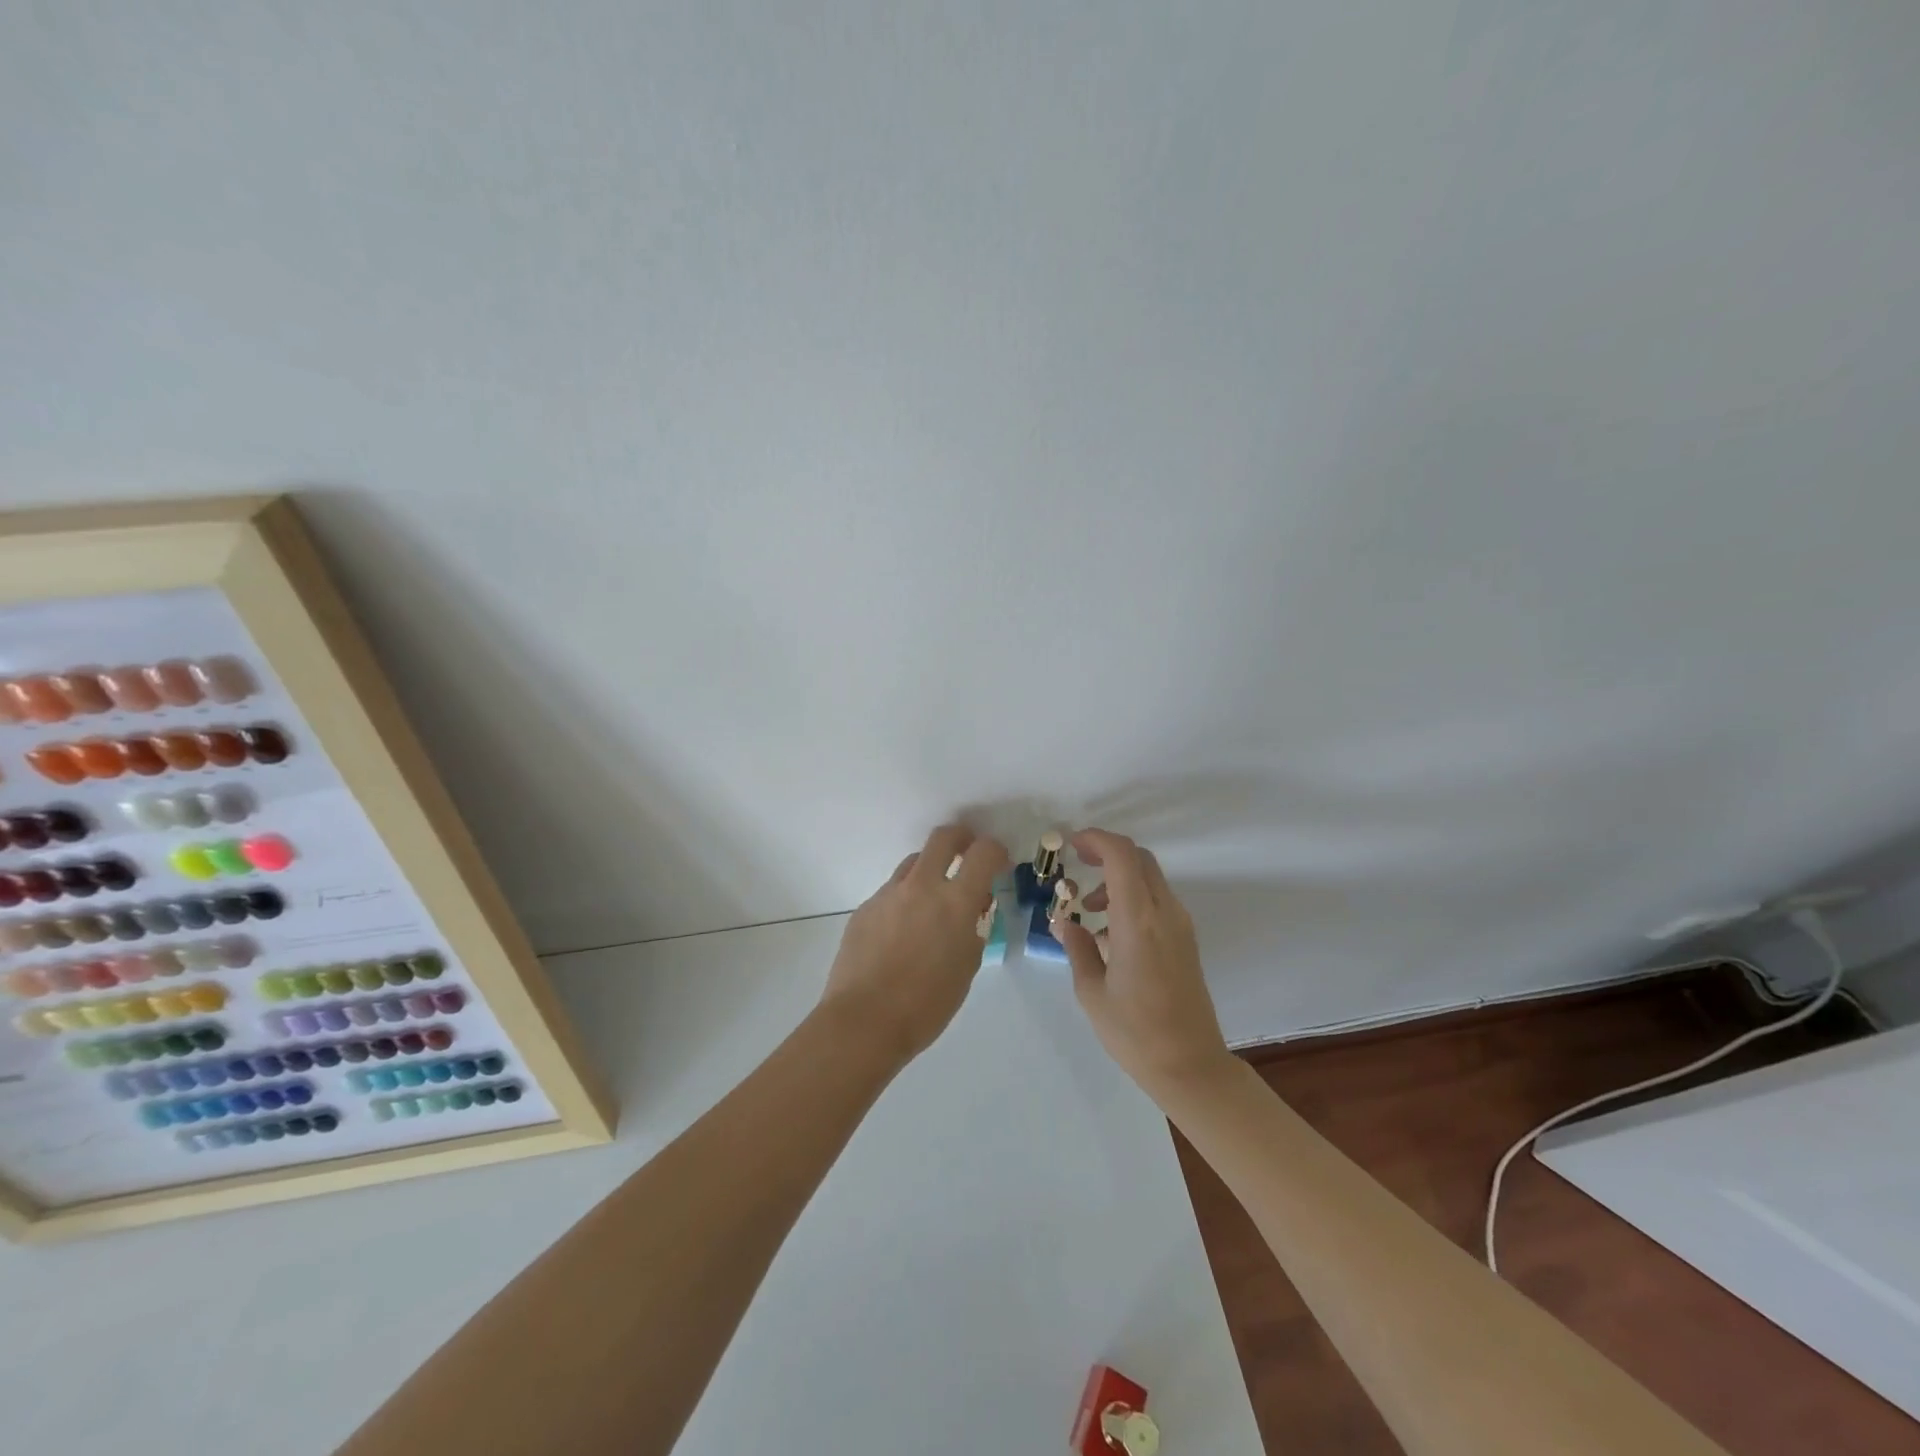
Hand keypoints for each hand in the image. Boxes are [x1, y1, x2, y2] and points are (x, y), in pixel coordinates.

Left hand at [821, 824, 1008, 1065]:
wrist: (864, 1021)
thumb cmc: (927, 1004)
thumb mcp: (966, 966)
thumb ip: (973, 928)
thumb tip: (973, 906)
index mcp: (954, 901)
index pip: (984, 852)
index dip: (996, 851)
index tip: (998, 863)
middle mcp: (921, 886)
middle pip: (943, 837)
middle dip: (960, 839)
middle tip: (966, 856)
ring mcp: (888, 894)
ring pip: (913, 862)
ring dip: (929, 870)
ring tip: (932, 901)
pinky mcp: (865, 908)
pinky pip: (891, 892)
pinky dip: (904, 900)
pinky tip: (901, 932)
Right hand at [1054, 829, 1233, 1096]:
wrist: (1190, 1066)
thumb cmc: (1134, 1032)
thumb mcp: (1092, 991)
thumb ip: (1077, 947)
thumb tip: (1063, 921)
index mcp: (1138, 921)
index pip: (1122, 856)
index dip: (1096, 839)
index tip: (1072, 845)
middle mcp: (1165, 913)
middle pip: (1139, 859)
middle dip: (1107, 853)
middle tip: (1078, 865)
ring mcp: (1181, 925)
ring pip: (1150, 878)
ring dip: (1119, 878)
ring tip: (1090, 910)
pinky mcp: (1187, 940)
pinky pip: (1158, 900)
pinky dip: (1133, 897)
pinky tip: (1112, 932)